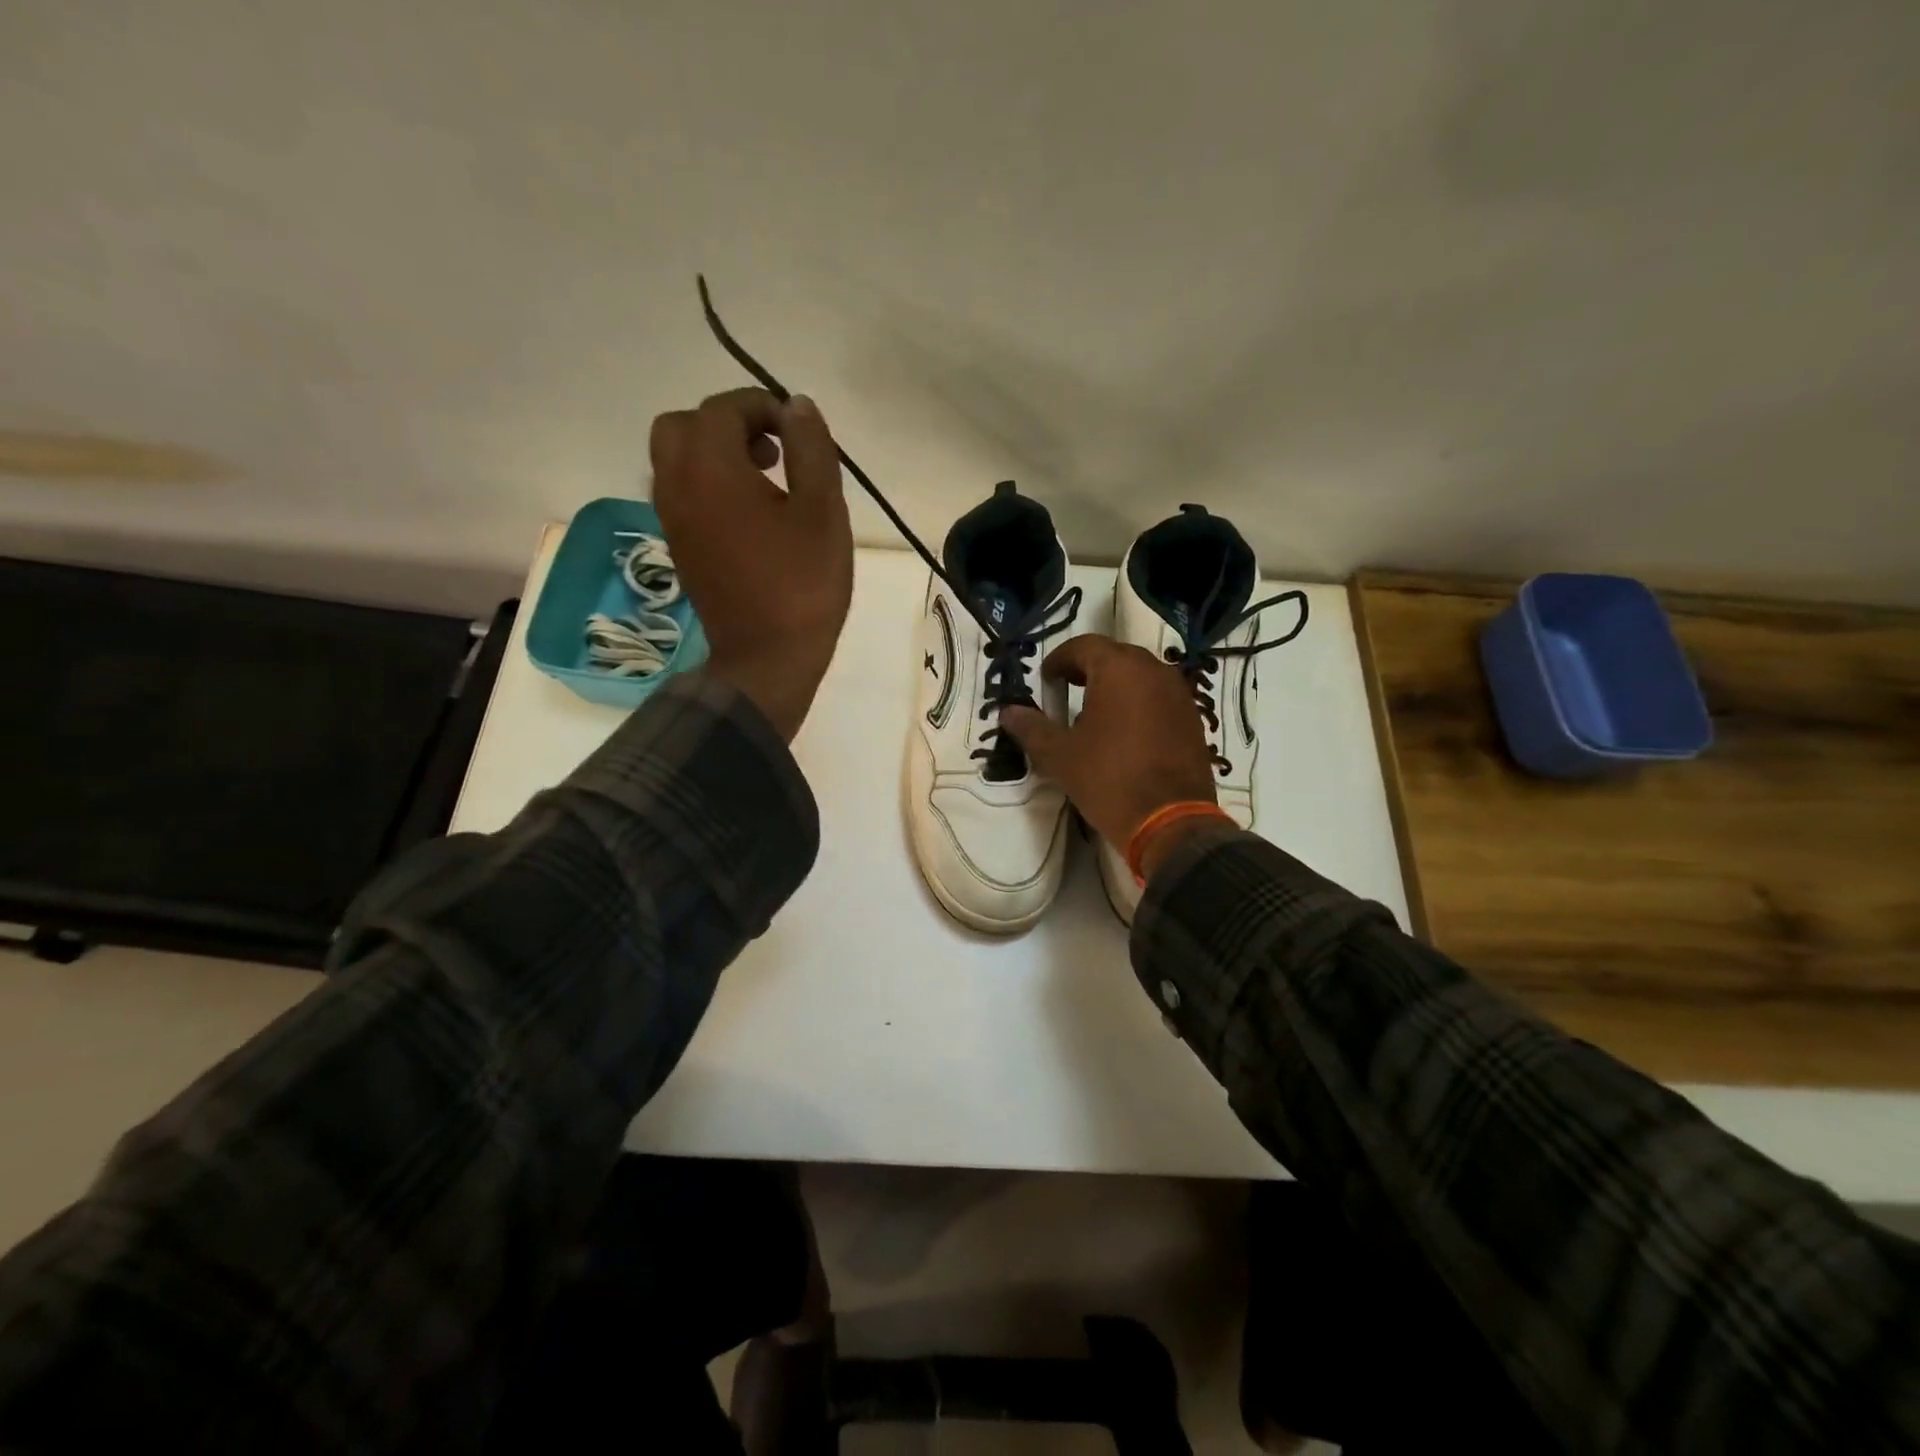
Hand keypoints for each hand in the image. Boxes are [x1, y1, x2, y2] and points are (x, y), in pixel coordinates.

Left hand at [650, 388, 852, 739]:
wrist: (767, 659)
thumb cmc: (802, 585)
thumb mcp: (823, 513)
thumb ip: (811, 450)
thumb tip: (798, 405)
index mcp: (711, 469)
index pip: (723, 409)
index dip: (763, 407)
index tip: (798, 431)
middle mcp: (677, 486)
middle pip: (683, 426)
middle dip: (726, 424)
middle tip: (771, 449)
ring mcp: (672, 519)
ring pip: (675, 460)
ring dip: (713, 453)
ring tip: (765, 481)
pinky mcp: (679, 547)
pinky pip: (680, 493)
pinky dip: (706, 484)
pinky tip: (749, 514)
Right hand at [999, 635, 1219, 877]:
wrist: (1170, 821)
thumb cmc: (1108, 779)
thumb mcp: (1059, 755)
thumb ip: (1032, 728)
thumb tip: (1008, 712)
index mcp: (1119, 669)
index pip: (1084, 646)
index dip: (1060, 659)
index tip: (1046, 679)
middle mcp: (1153, 670)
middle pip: (1115, 656)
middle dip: (1088, 669)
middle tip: (1066, 690)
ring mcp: (1179, 694)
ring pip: (1141, 676)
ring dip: (1115, 686)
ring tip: (1094, 712)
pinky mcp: (1193, 718)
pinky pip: (1159, 697)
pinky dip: (1138, 703)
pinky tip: (1125, 732)